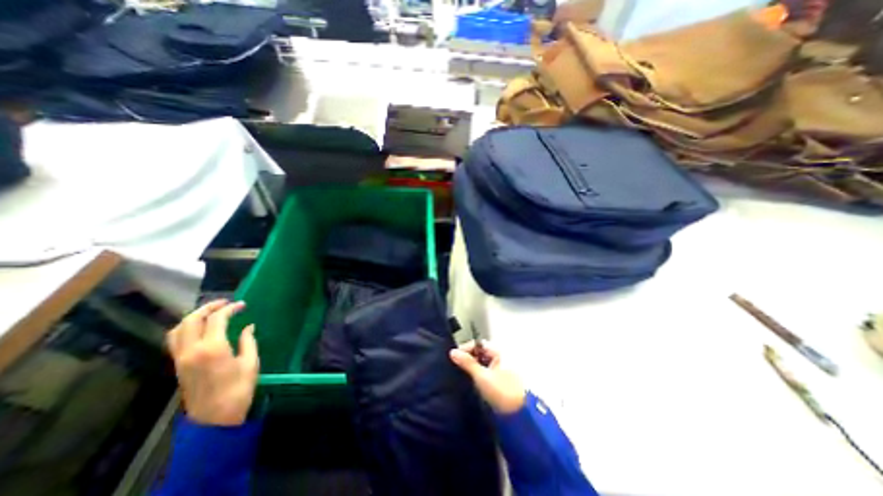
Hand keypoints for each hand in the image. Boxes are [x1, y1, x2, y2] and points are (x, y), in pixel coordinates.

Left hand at [167, 301, 259, 424]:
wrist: (215, 418)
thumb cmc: (239, 388)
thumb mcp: (251, 362)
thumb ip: (248, 341)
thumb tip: (248, 327)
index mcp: (213, 348)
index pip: (216, 319)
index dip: (230, 308)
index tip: (242, 305)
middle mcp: (192, 350)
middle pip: (191, 320)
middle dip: (208, 307)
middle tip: (225, 303)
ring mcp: (181, 358)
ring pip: (178, 329)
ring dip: (193, 316)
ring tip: (211, 312)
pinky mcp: (178, 366)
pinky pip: (175, 340)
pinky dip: (185, 328)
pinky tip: (200, 329)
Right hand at [449, 341, 523, 413]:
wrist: (519, 415)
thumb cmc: (501, 392)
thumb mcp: (482, 376)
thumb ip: (467, 363)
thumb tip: (453, 352)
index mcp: (498, 352)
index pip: (477, 344)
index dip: (465, 349)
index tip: (454, 357)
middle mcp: (499, 357)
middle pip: (478, 352)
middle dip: (467, 357)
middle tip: (455, 365)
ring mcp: (499, 368)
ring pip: (480, 362)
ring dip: (471, 365)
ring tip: (460, 372)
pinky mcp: (497, 379)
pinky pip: (483, 371)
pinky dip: (476, 373)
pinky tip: (469, 380)